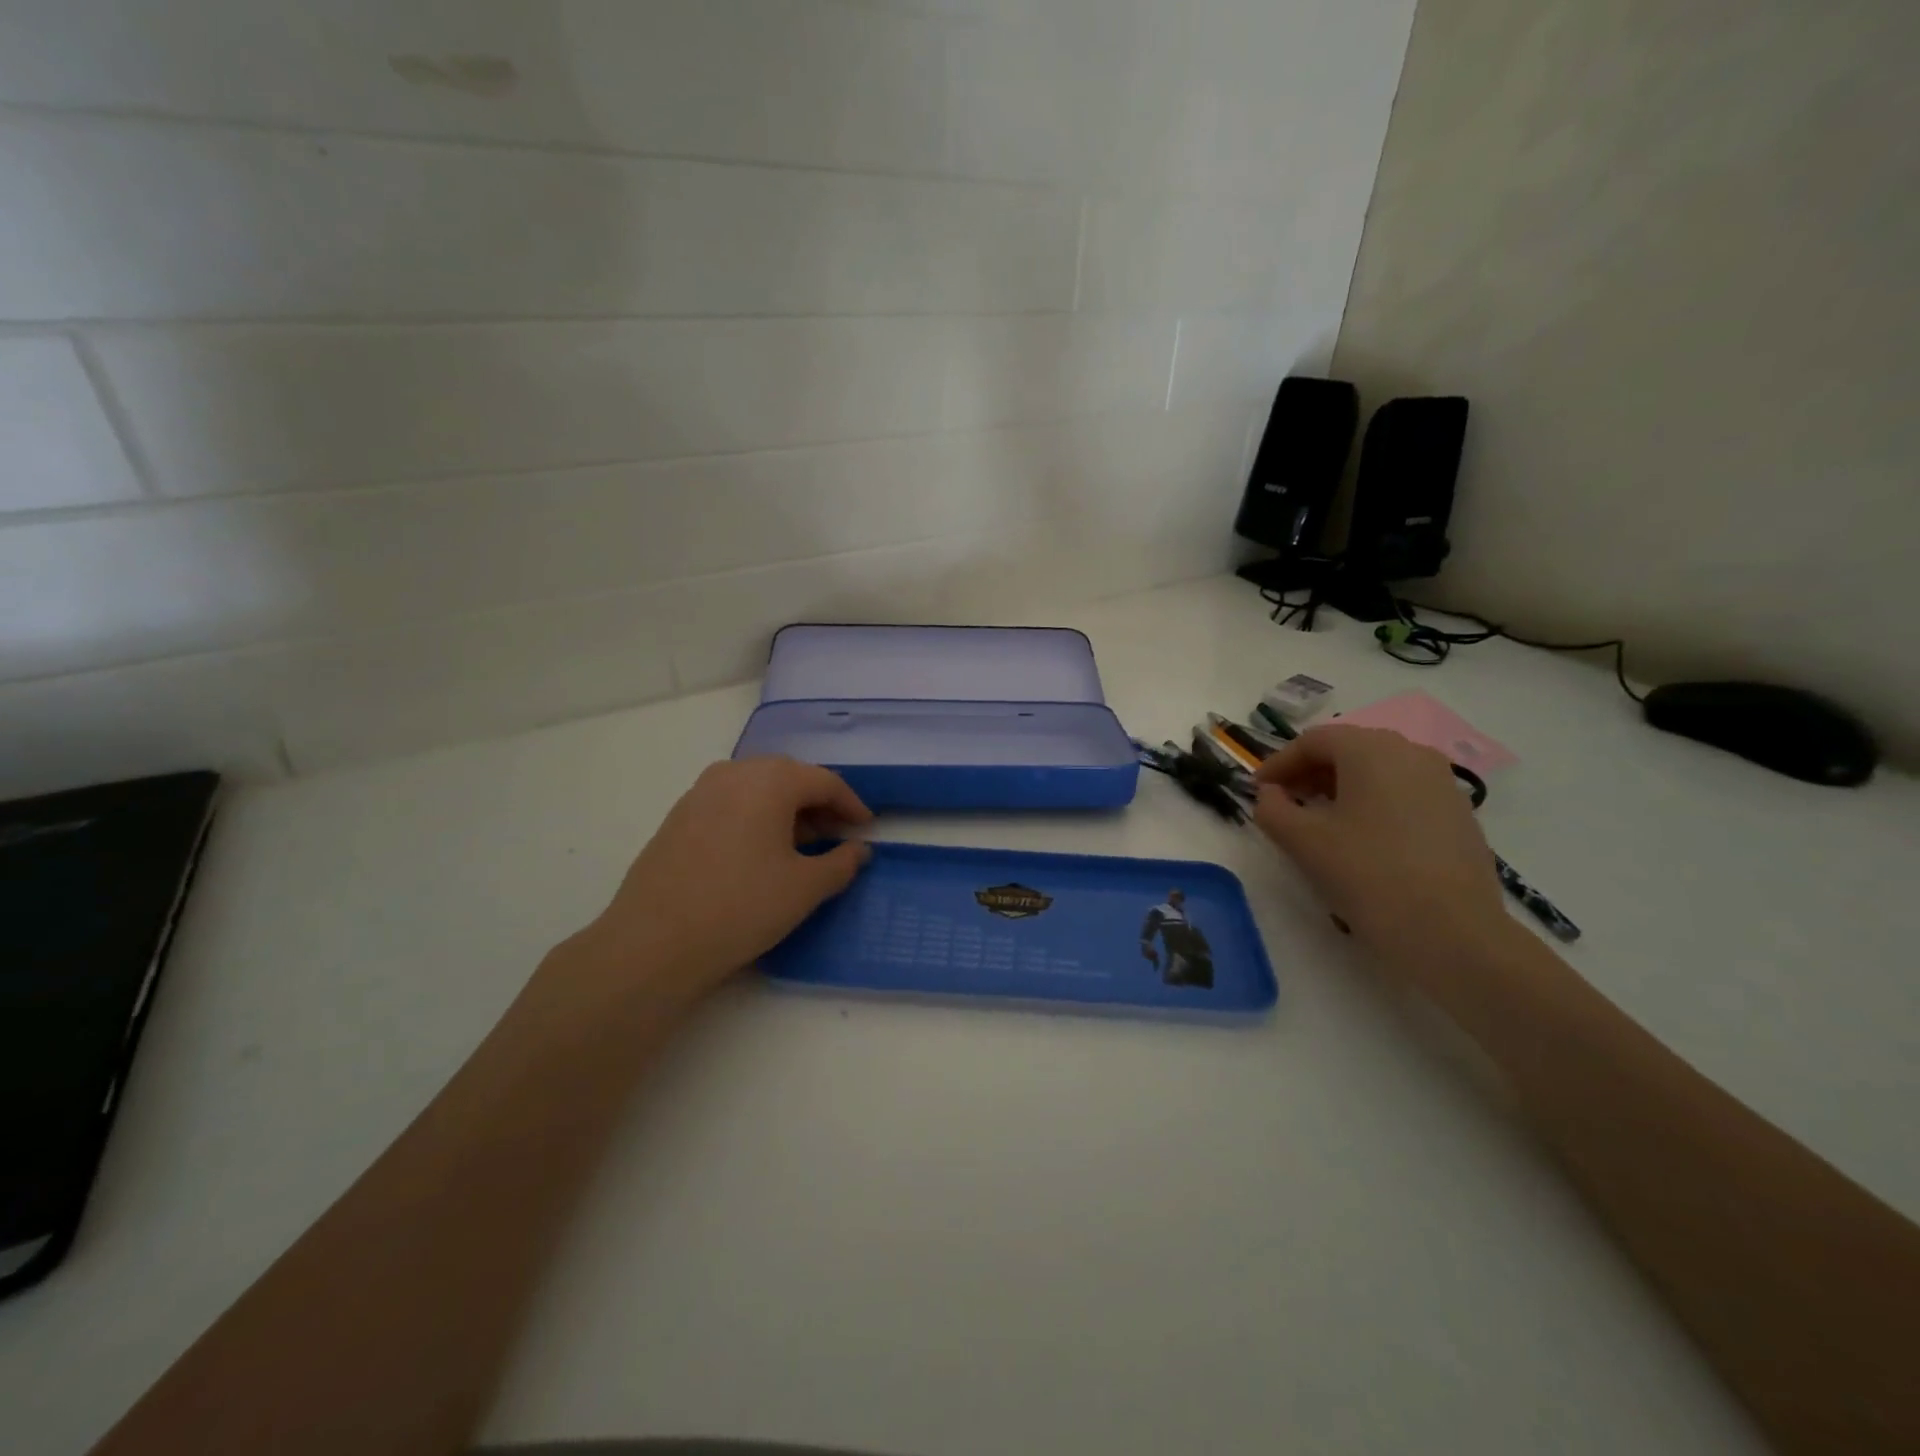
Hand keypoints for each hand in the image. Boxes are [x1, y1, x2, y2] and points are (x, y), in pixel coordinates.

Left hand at [565, 757, 873, 1007]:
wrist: (653, 942)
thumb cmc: (742, 907)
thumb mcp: (805, 888)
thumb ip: (841, 863)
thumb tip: (859, 850)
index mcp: (770, 780)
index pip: (824, 781)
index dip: (851, 804)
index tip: (866, 828)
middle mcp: (734, 773)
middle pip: (789, 777)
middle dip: (818, 803)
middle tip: (837, 835)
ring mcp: (700, 792)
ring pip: (756, 788)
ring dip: (785, 810)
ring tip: (800, 844)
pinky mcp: (678, 816)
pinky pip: (730, 803)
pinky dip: (754, 817)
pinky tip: (758, 851)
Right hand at [1252, 725, 1507, 974]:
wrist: (1451, 933)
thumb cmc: (1366, 874)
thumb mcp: (1302, 841)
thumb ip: (1272, 808)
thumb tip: (1270, 794)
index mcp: (1371, 750)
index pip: (1313, 741)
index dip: (1278, 763)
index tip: (1257, 790)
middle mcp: (1411, 753)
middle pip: (1348, 749)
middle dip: (1310, 772)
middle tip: (1284, 802)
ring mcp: (1442, 783)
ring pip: (1378, 771)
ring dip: (1341, 787)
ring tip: (1319, 820)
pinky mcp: (1459, 814)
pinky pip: (1403, 793)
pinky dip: (1373, 803)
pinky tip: (1361, 838)